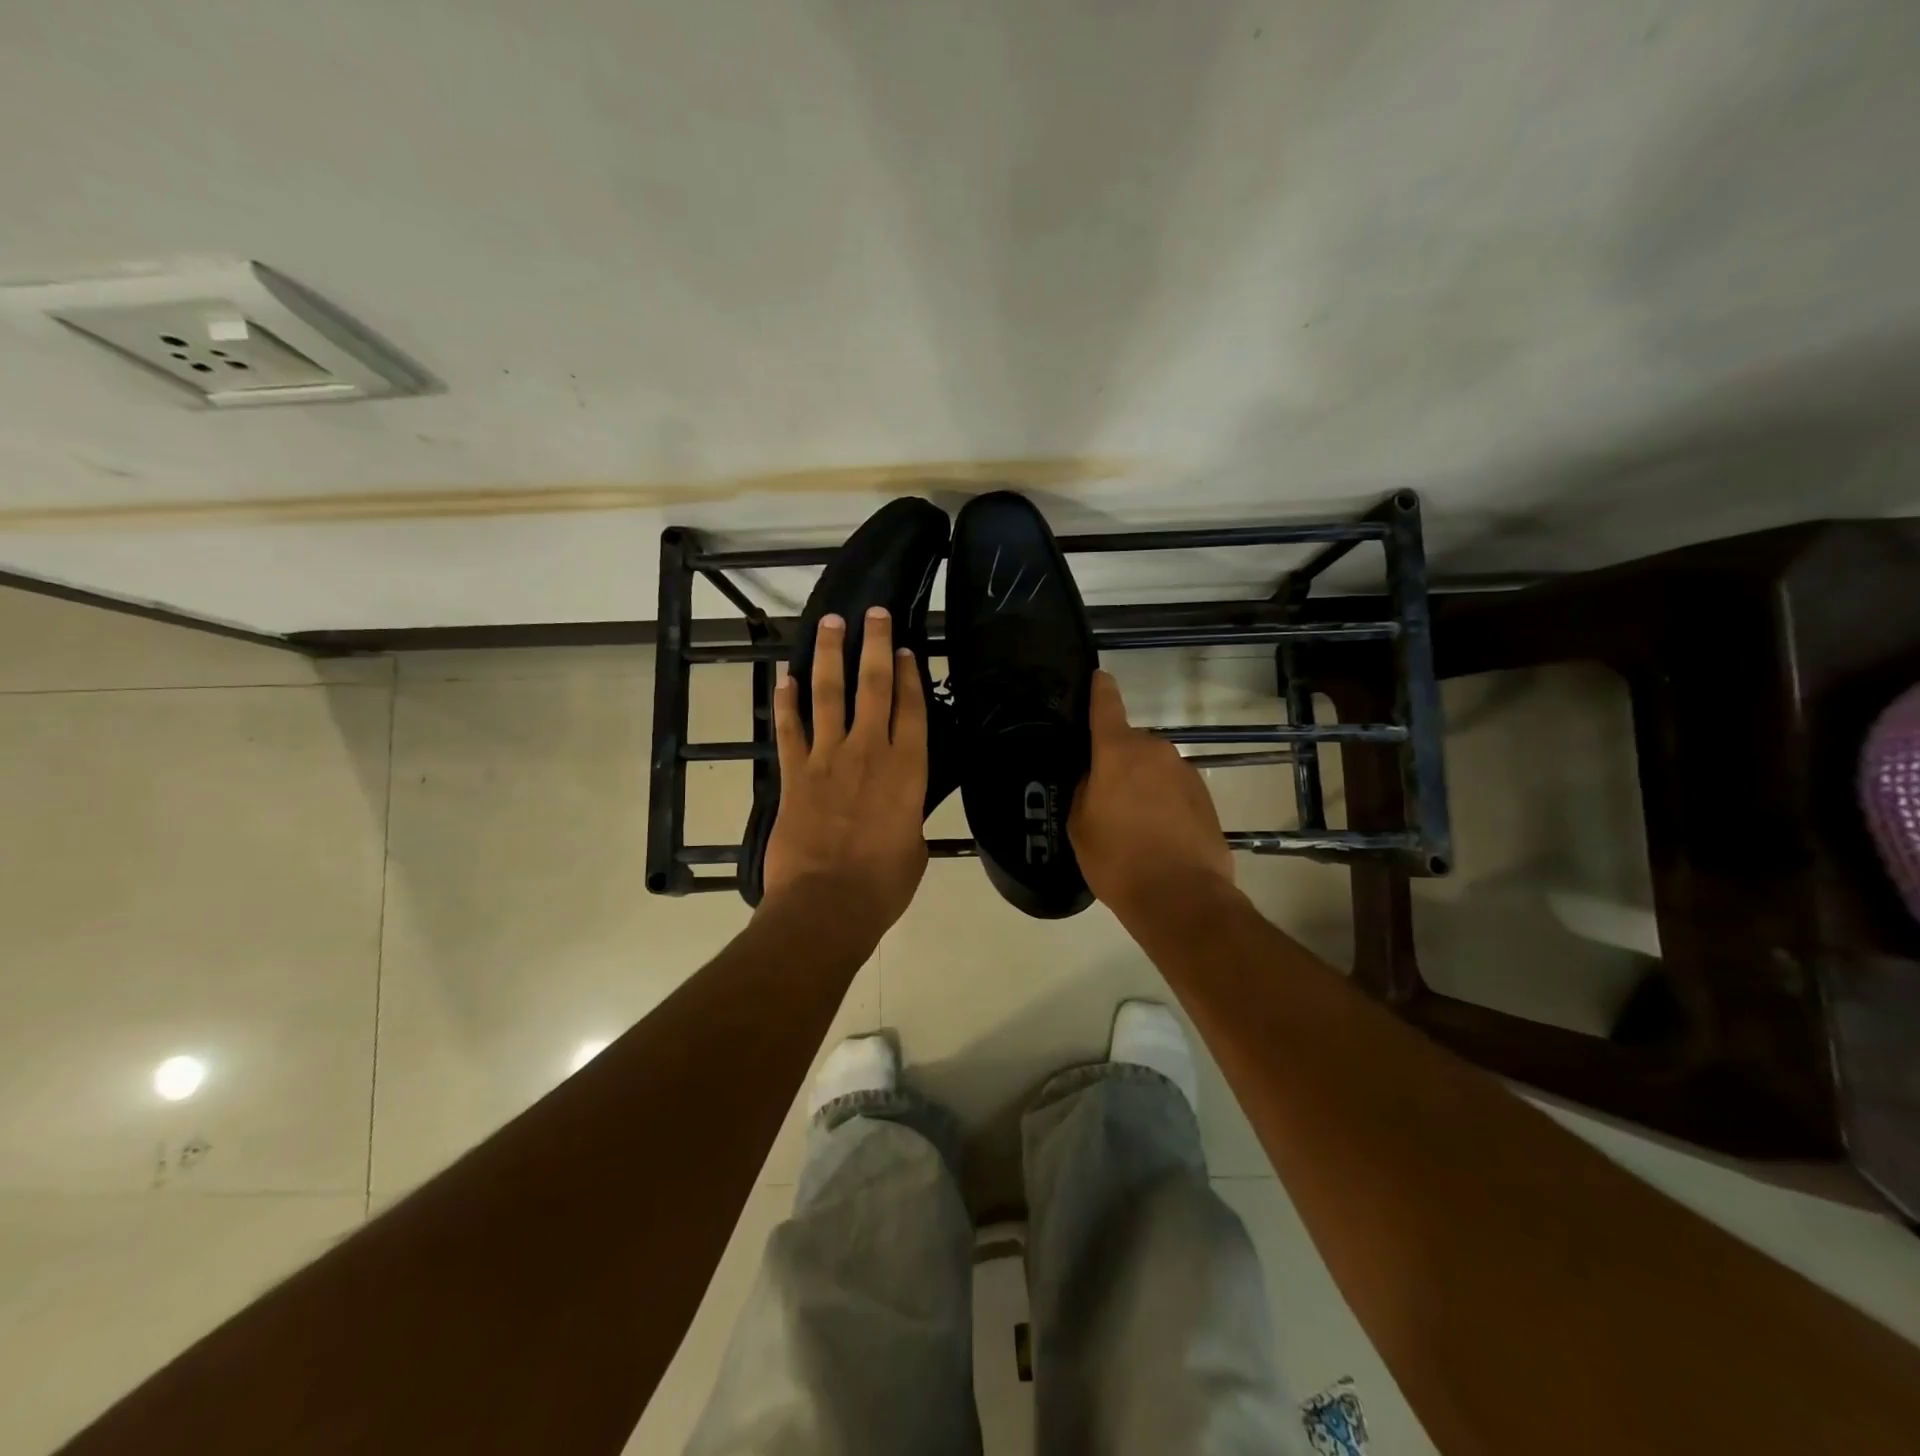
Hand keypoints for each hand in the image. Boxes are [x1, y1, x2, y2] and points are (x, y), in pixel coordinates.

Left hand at [761, 607, 929, 937]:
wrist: (826, 905)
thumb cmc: (883, 885)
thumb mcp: (915, 848)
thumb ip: (908, 817)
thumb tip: (900, 809)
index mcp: (907, 770)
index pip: (911, 708)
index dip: (909, 674)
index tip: (906, 648)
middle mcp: (869, 752)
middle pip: (873, 686)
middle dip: (874, 644)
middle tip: (874, 613)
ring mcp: (827, 759)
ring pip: (829, 694)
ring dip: (829, 656)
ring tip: (830, 624)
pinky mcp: (794, 774)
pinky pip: (790, 729)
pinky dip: (787, 702)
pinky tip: (786, 677)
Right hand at [1070, 670, 1234, 921]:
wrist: (1181, 897)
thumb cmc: (1118, 859)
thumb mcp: (1080, 824)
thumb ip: (1084, 788)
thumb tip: (1095, 776)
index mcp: (1117, 751)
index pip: (1106, 705)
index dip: (1100, 689)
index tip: (1098, 676)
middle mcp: (1155, 750)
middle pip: (1129, 743)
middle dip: (1116, 759)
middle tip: (1103, 793)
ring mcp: (1185, 772)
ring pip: (1153, 766)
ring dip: (1142, 782)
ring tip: (1131, 821)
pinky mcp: (1205, 796)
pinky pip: (1173, 787)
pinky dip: (1163, 800)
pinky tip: (1156, 833)